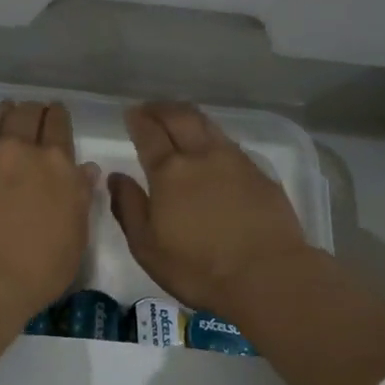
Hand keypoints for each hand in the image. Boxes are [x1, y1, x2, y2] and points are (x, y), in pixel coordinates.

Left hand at [0, 100, 96, 317]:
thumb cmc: (37, 270)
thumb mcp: (75, 238)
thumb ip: (80, 198)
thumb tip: (85, 170)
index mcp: (58, 165)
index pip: (59, 125)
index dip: (58, 116)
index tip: (56, 114)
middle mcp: (22, 149)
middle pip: (28, 114)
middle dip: (34, 110)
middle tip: (35, 113)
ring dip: (7, 112)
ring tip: (9, 112)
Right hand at [109, 102, 312, 315]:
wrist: (268, 276)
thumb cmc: (198, 268)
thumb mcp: (147, 247)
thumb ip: (129, 207)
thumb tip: (116, 177)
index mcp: (169, 172)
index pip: (149, 133)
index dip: (137, 120)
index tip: (131, 113)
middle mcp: (201, 155)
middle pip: (180, 117)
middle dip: (162, 108)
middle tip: (151, 108)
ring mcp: (235, 161)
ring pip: (208, 125)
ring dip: (189, 116)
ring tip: (179, 119)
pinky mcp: (260, 173)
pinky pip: (230, 143)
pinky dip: (213, 137)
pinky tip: (212, 149)